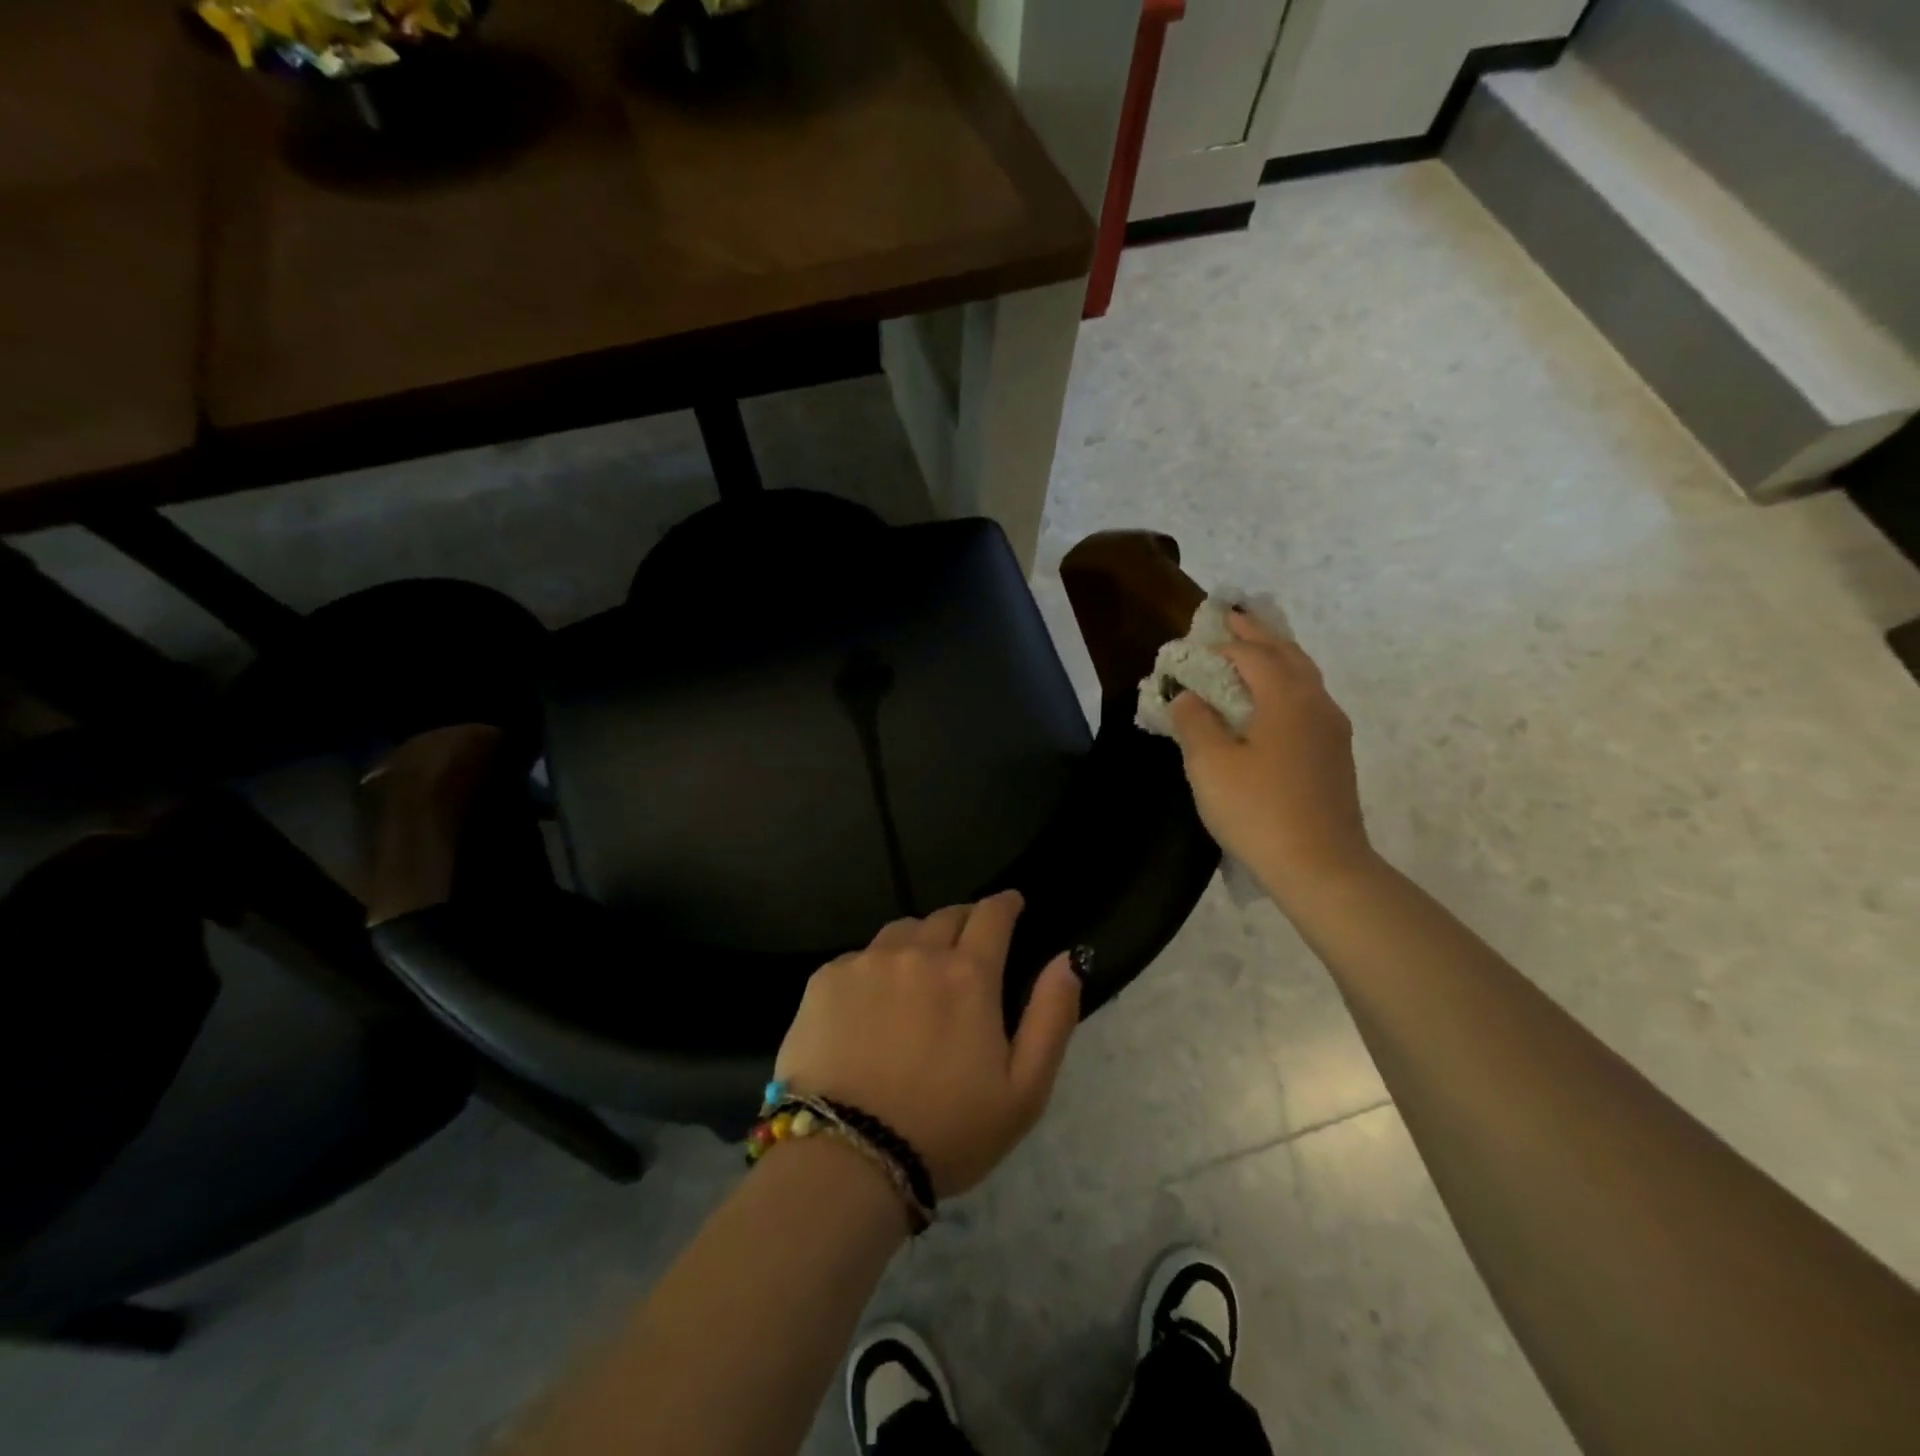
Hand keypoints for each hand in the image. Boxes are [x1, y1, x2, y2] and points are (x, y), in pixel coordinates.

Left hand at [773, 891, 1080, 1198]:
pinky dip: (874, 969)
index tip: (1011, 904)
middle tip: (967, 948)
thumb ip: (1052, 1016)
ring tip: (918, 972)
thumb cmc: (946, 1132)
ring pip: (901, 931)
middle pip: (945, 916)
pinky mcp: (824, 980)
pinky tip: (870, 1005)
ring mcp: (865, 962)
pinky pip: (859, 957)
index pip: (992, 914)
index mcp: (968, 974)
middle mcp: (917, 952)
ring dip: (919, 941)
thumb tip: (1067, 959)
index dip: (1006, 904)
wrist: (846, 1159)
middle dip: (964, 922)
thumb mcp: (1024, 1091)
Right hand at [1167, 612, 1375, 905]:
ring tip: (1252, 652)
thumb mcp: (1210, 764)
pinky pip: (1307, 702)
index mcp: (1287, 698)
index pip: (1253, 654)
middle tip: (1232, 619)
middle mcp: (1316, 703)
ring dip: (1275, 658)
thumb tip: (1187, 696)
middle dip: (1257, 635)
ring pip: (1303, 678)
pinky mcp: (1334, 755)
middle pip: (1287, 655)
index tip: (1194, 642)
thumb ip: (1194, 722)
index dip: (1221, 645)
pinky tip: (1269, 703)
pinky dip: (1284, 686)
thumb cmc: (1258, 809)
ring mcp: (1331, 730)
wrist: (1321, 866)